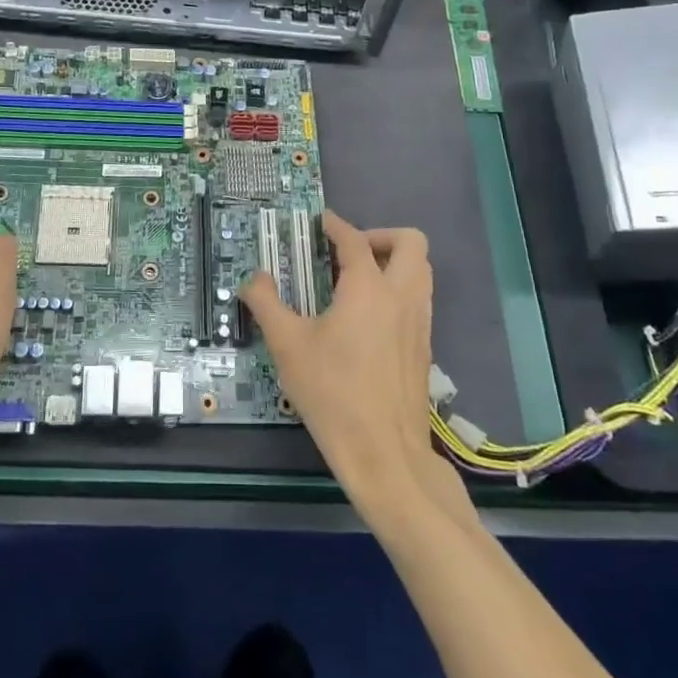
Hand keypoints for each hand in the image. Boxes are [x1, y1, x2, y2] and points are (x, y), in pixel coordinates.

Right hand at [240, 212, 467, 524]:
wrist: (385, 455)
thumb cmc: (332, 394)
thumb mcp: (288, 346)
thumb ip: (266, 304)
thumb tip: (253, 280)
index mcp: (368, 288)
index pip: (355, 239)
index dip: (335, 225)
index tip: (320, 221)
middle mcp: (401, 296)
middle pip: (410, 242)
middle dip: (380, 236)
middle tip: (348, 252)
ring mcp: (419, 322)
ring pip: (421, 270)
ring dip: (394, 262)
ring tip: (357, 281)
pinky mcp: (424, 347)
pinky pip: (419, 299)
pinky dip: (399, 290)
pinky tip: (368, 318)